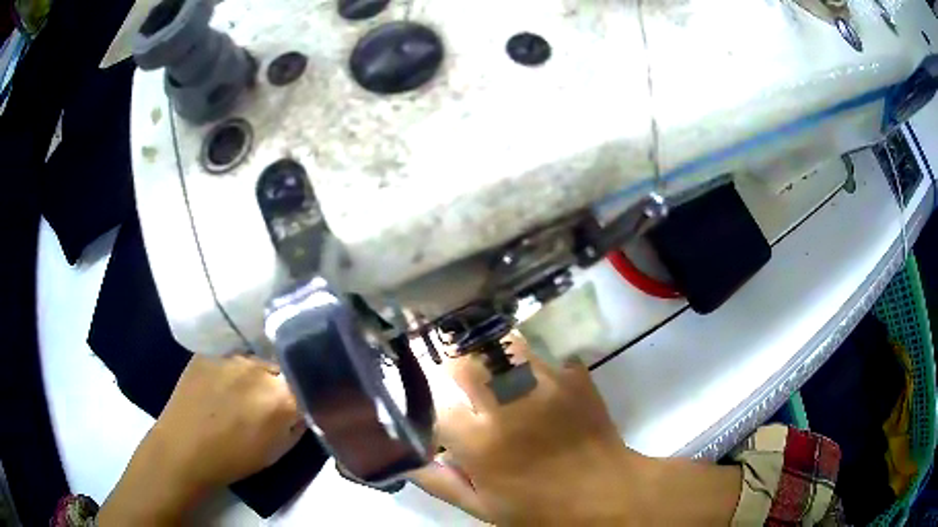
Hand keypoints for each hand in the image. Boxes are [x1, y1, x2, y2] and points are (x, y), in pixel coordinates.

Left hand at [98, 355, 304, 525]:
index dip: (307, 391)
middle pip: (282, 368)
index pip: (310, 382)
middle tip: (268, 403)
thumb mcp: (278, 451)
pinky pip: (230, 358)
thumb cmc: (234, 459)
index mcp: (281, 398)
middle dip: (281, 383)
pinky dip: (232, 372)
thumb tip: (304, 406)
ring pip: (256, 361)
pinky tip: (219, 388)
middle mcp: (260, 369)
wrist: (183, 450)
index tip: (303, 401)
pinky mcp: (209, 352)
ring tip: (239, 396)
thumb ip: (298, 423)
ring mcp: (231, 356)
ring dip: (256, 376)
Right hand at [412, 336, 740, 525]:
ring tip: (496, 374)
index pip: (435, 399)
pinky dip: (529, 362)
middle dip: (455, 366)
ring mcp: (546, 384)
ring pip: (502, 344)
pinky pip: (540, 353)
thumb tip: (405, 459)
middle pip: (465, 359)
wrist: (607, 494)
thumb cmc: (540, 509)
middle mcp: (510, 405)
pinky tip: (533, 382)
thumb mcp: (483, 508)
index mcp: (481, 443)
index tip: (435, 403)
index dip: (430, 399)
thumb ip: (440, 482)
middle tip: (461, 382)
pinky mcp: (573, 376)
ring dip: (492, 356)